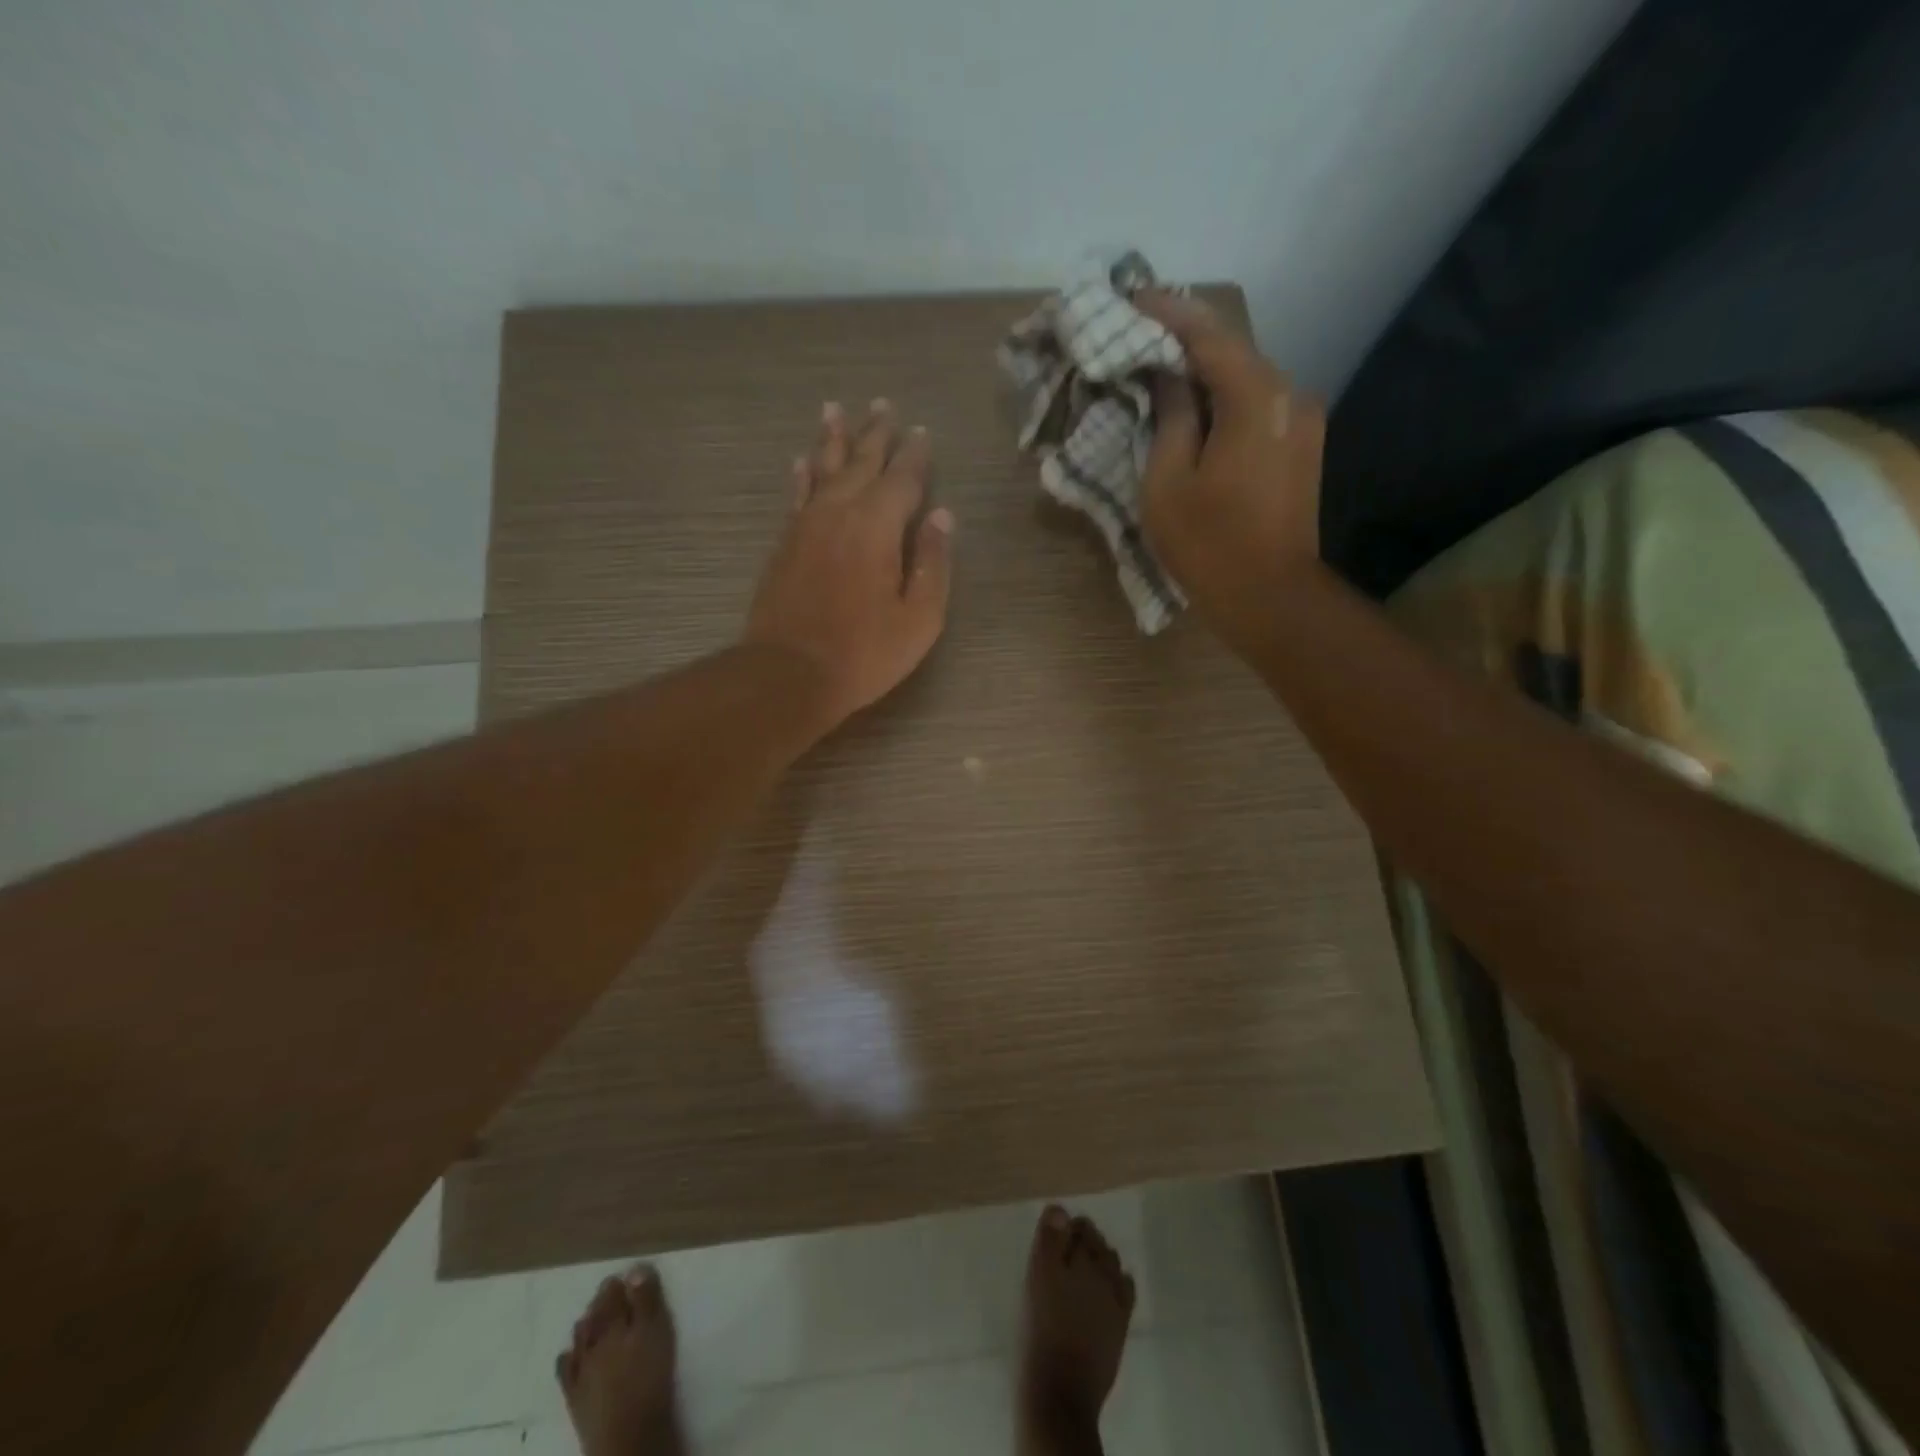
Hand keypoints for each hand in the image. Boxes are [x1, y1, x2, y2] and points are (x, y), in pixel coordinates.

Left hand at [743, 398, 954, 729]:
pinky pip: (797, 495)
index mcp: (877, 526)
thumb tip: (942, 517)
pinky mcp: (784, 543)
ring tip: (835, 410)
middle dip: (874, 433)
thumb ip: (932, 563)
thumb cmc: (864, 652)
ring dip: (832, 440)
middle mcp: (839, 512)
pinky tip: (802, 461)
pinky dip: (802, 475)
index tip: (921, 431)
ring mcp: (806, 525)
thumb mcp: (919, 618)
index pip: (902, 478)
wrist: (789, 673)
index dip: (915, 455)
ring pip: (822, 469)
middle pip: (860, 462)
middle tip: (882, 405)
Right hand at [1132, 291, 1323, 623]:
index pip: (1208, 334)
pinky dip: (1223, 400)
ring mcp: (1303, 421)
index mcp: (1256, 398)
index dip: (1167, 312)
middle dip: (1185, 339)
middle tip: (1139, 332)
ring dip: (1204, 372)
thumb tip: (1168, 377)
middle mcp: (1290, 395)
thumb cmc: (1209, 544)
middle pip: (1232, 352)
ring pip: (1245, 380)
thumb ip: (1169, 417)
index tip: (1131, 297)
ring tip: (1160, 370)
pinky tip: (1194, 409)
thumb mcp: (1167, 482)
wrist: (1271, 597)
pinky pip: (1257, 407)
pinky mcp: (1303, 447)